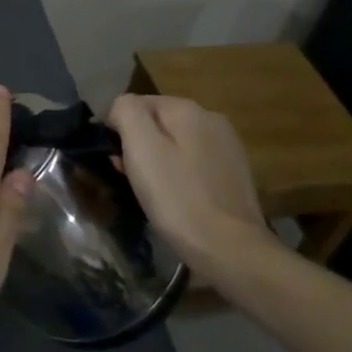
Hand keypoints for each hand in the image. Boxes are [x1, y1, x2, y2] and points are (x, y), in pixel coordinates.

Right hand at [106, 94, 274, 275]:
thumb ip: (126, 111)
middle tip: (130, 177)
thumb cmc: (176, 196)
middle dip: (139, 144)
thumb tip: (122, 109)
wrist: (228, 248)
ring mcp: (227, 146)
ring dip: (158, 160)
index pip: (136, 103)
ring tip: (152, 191)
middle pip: (158, 122)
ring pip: (176, 143)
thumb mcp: (141, 146)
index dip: (119, 129)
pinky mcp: (235, 173)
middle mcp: (211, 118)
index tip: (117, 160)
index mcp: (188, 108)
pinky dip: (179, 174)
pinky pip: (193, 162)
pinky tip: (178, 197)